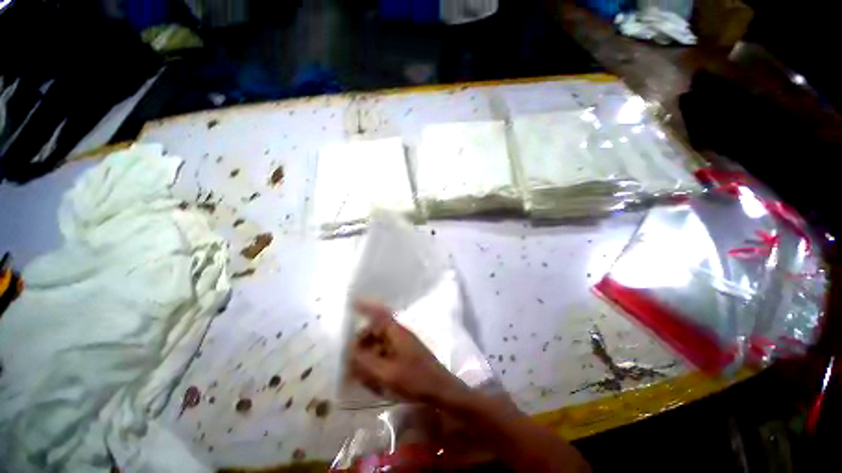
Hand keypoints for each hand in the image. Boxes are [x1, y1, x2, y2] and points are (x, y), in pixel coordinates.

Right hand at [350, 300, 468, 405]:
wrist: (440, 390)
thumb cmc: (415, 379)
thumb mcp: (386, 372)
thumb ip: (365, 361)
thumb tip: (349, 350)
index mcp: (396, 332)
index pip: (379, 313)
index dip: (366, 307)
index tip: (352, 304)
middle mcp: (399, 334)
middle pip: (376, 331)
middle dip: (362, 343)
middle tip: (350, 359)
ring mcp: (403, 344)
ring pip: (380, 344)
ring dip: (368, 355)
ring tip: (360, 374)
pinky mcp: (405, 355)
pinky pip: (385, 353)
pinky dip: (377, 362)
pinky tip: (373, 379)